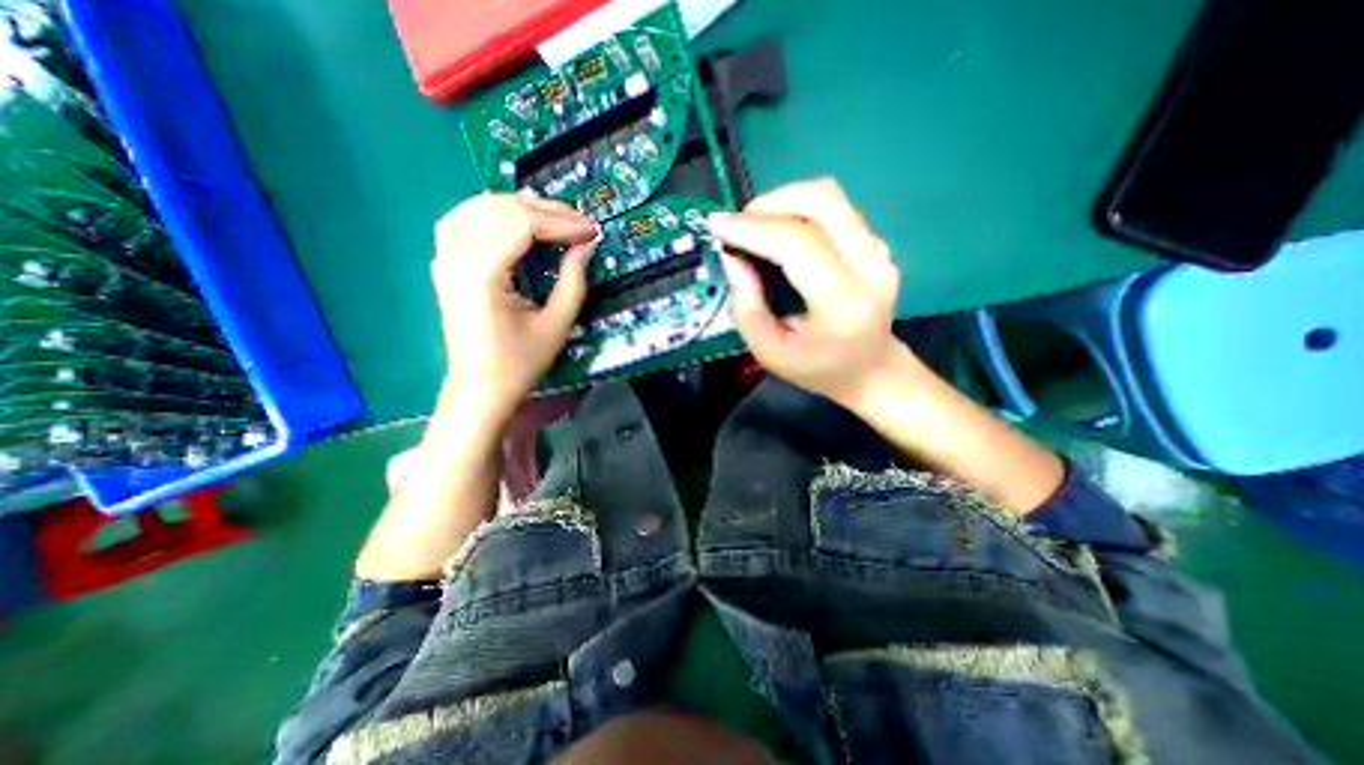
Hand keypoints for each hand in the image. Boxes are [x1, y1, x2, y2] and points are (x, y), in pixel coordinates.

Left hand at [426, 189, 596, 417]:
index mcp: (481, 272)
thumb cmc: (519, 362)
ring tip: (558, 221)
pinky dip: (495, 212)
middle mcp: (455, 254)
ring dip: (525, 208)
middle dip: (548, 211)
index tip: (592, 230)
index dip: (562, 222)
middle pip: (503, 208)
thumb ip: (573, 281)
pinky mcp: (445, 260)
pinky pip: (466, 218)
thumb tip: (585, 245)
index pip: (522, 223)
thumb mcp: (556, 324)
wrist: (480, 386)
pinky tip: (516, 220)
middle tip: (581, 224)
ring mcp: (444, 254)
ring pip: (484, 206)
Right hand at [708, 178, 920, 404]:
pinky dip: (798, 211)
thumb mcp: (768, 350)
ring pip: (828, 197)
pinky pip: (833, 209)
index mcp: (842, 303)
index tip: (716, 226)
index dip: (752, 229)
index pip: (797, 244)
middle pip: (821, 200)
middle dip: (769, 204)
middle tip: (738, 225)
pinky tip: (779, 233)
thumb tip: (731, 255)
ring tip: (754, 228)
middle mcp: (869, 267)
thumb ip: (746, 305)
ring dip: (782, 202)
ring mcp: (879, 250)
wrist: (871, 370)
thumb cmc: (817, 368)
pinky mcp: (876, 243)